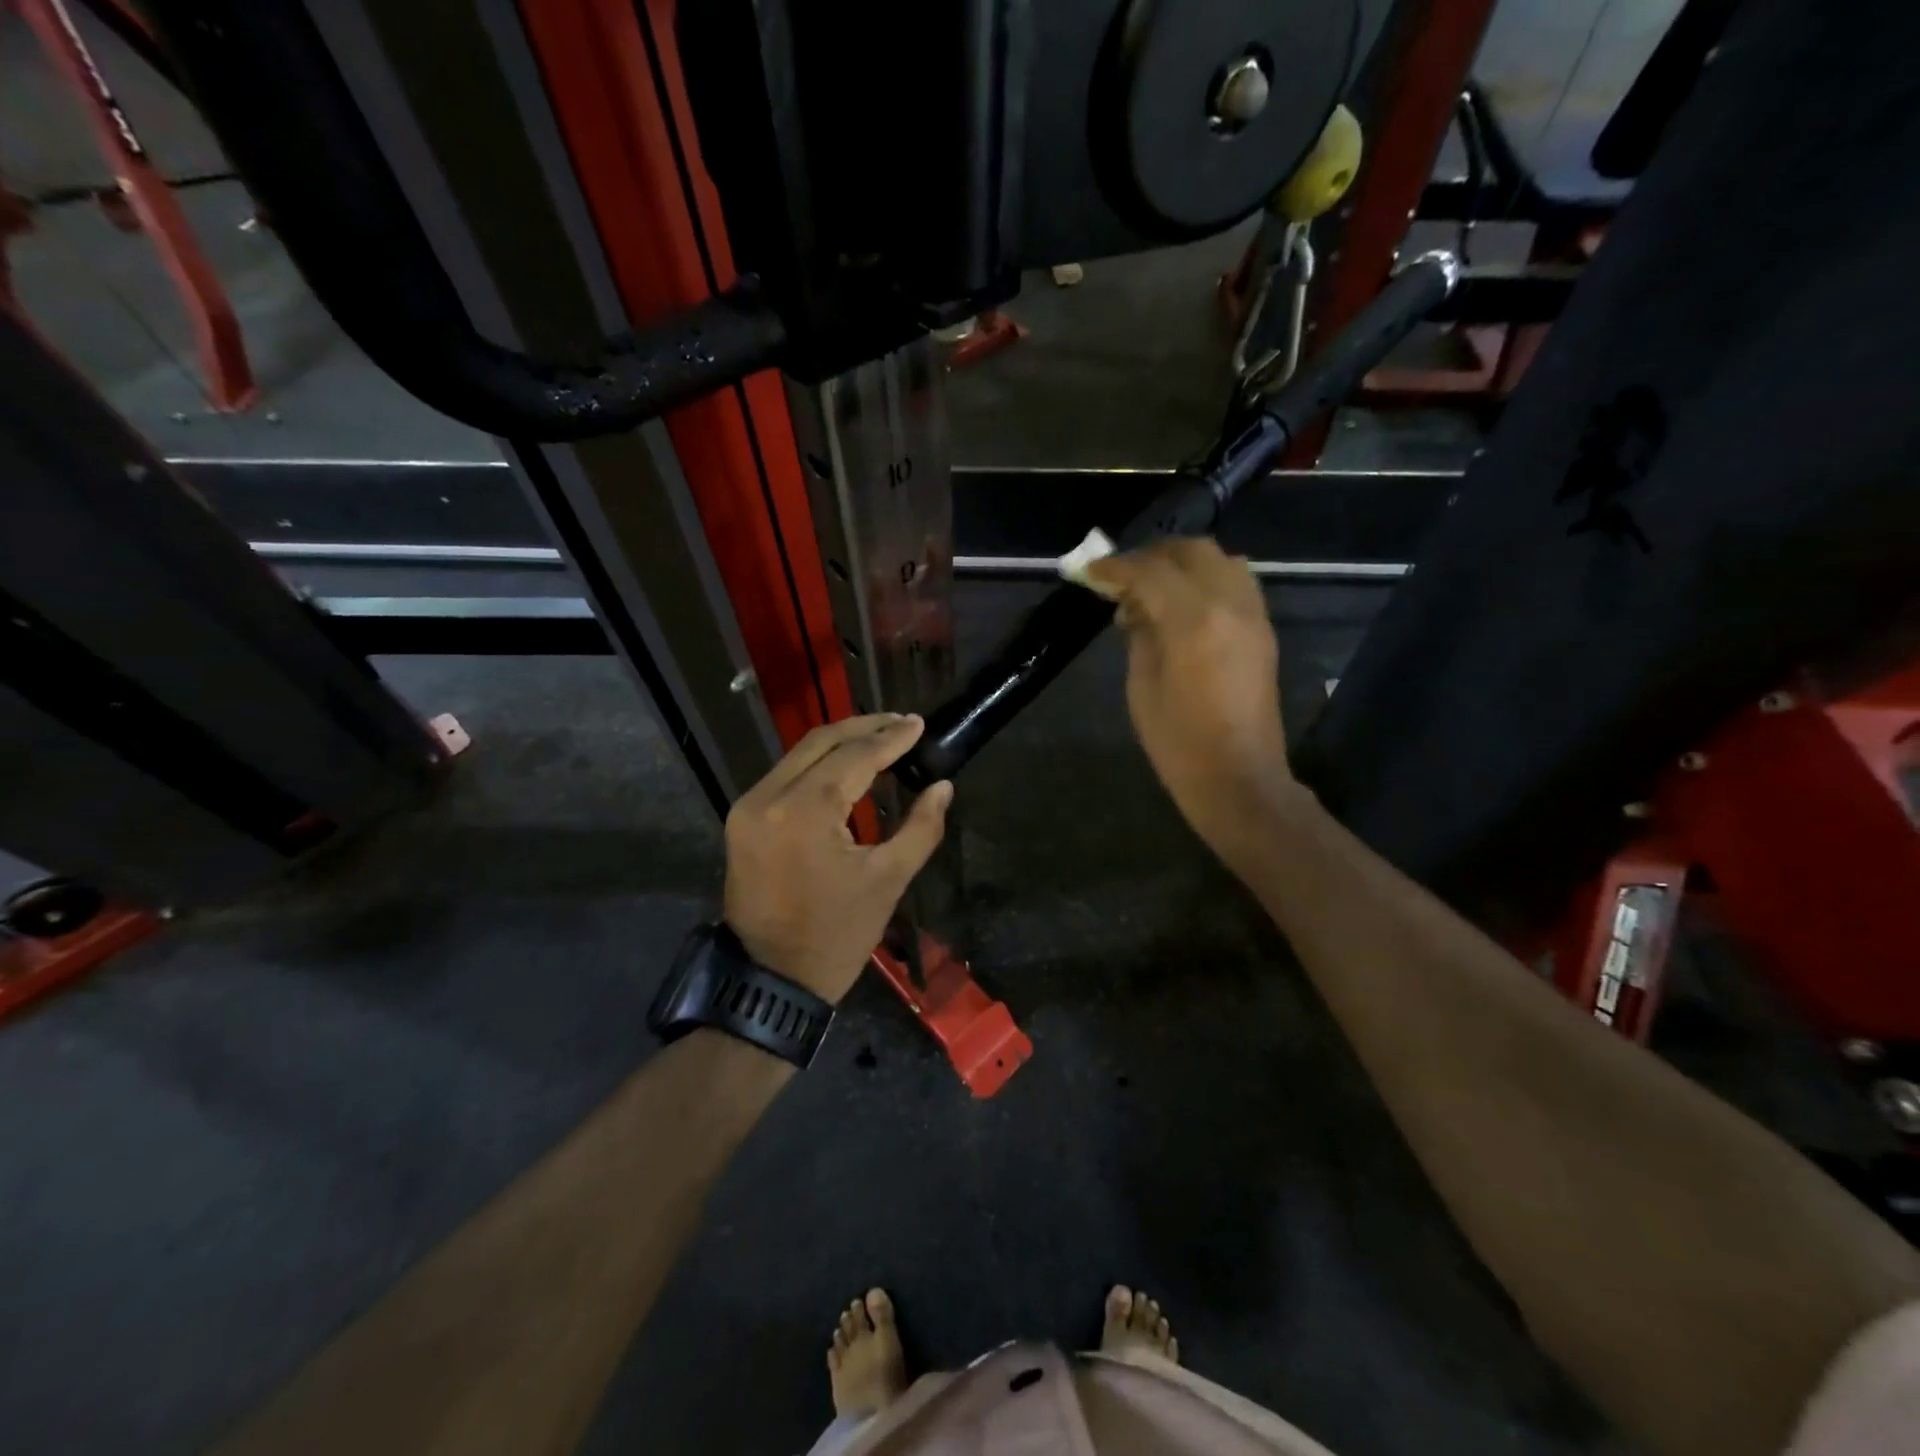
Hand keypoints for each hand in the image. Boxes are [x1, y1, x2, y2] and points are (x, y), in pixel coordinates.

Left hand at [723, 714, 953, 1003]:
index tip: (919, 724)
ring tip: (881, 737)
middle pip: (820, 742)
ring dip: (840, 742)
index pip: (854, 757)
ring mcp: (748, 807)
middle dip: (864, 727)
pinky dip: (818, 764)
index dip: (890, 738)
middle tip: (902, 722)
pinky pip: (785, 776)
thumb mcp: (888, 881)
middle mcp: (767, 797)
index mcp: (804, 811)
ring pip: (799, 755)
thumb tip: (942, 786)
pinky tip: (847, 765)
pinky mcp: (742, 820)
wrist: (770, 981)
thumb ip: (920, 827)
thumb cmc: (836, 936)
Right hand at [1084, 539, 1298, 855]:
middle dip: (1152, 556)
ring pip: (1220, 560)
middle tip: (1122, 577)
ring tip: (1153, 587)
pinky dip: (1206, 579)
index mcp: (1194, 622)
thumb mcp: (1142, 687)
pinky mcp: (1263, 629)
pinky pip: (1236, 582)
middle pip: (1191, 552)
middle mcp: (1229, 605)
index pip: (1150, 572)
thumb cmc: (1178, 742)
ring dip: (1183, 564)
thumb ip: (1139, 634)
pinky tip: (1183, 604)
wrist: (1239, 777)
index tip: (1090, 571)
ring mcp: (1253, 615)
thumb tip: (1133, 605)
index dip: (1116, 567)